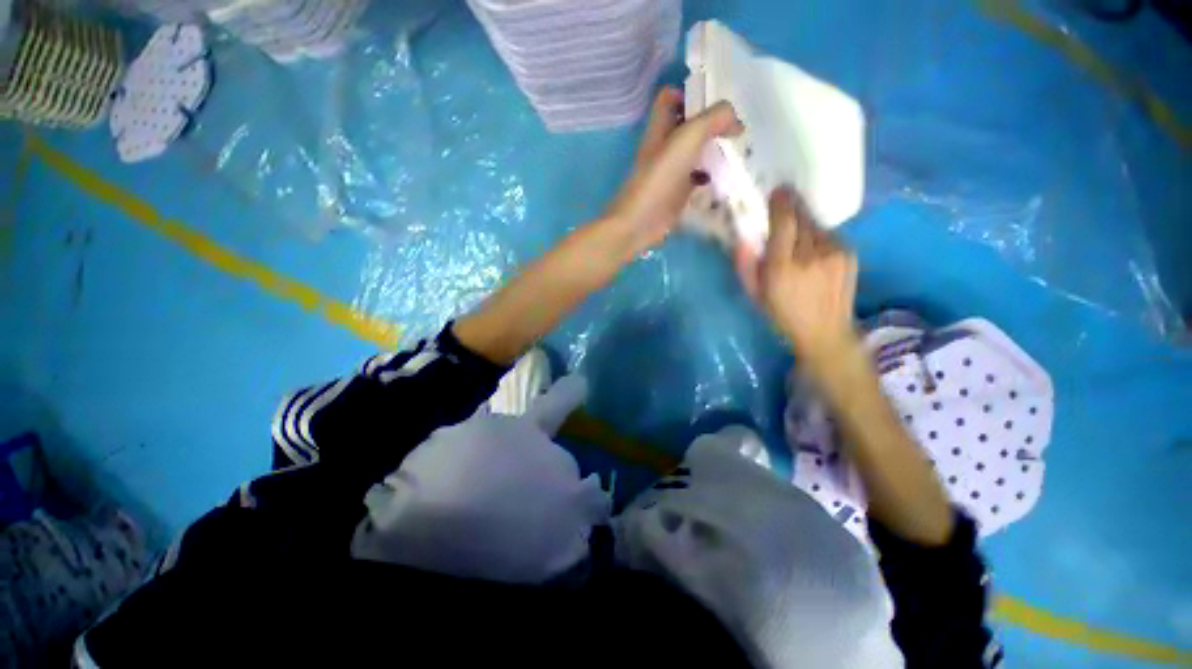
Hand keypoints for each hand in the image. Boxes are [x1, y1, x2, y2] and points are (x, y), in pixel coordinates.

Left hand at [605, 87, 742, 253]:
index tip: (715, 101)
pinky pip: (697, 179)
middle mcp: (664, 147)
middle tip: (737, 126)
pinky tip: (728, 178)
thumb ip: (713, 120)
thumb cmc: (659, 179)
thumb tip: (737, 120)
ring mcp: (670, 172)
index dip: (689, 92)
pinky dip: (712, 176)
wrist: (640, 222)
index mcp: (659, 128)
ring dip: (714, 150)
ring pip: (694, 153)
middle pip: (687, 126)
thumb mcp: (687, 139)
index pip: (669, 98)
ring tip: (740, 149)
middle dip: (710, 123)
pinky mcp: (677, 194)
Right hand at [736, 188, 858, 360]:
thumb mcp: (754, 295)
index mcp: (783, 267)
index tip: (776, 192)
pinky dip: (817, 235)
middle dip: (791, 206)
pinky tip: (812, 249)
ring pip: (816, 224)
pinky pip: (829, 234)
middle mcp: (811, 255)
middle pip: (802, 217)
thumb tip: (743, 238)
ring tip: (796, 233)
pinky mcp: (849, 254)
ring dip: (804, 222)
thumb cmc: (781, 315)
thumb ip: (745, 265)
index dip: (780, 203)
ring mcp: (835, 253)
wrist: (825, 332)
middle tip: (783, 200)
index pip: (783, 222)